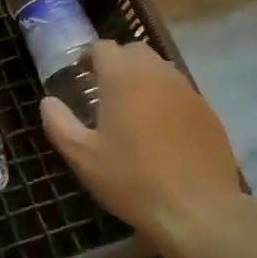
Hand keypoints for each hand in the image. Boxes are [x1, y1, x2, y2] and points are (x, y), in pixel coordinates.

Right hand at [42, 40, 241, 246]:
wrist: (198, 210)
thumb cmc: (133, 179)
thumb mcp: (82, 157)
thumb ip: (59, 123)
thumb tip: (48, 102)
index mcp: (123, 76)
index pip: (103, 47)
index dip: (89, 58)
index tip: (81, 78)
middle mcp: (157, 73)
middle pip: (134, 51)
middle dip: (118, 64)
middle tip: (105, 92)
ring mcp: (187, 90)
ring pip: (160, 69)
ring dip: (143, 79)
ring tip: (132, 110)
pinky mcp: (208, 111)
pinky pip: (180, 92)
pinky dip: (166, 100)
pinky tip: (161, 131)